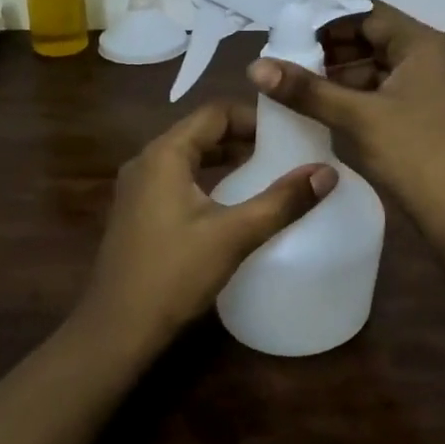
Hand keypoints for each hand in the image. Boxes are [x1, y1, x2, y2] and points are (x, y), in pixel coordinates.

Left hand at [74, 101, 335, 351]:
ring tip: (266, 172)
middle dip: (243, 137)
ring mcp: (137, 188)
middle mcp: (146, 161)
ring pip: (189, 156)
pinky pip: (177, 179)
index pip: (215, 113)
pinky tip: (232, 201)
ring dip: (225, 158)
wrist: (116, 330)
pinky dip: (207, 178)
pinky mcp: (137, 212)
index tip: (290, 132)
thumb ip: (282, 201)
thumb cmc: (174, 274)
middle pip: (201, 131)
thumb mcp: (234, 235)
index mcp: (165, 154)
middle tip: (285, 151)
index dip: (254, 117)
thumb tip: (328, 172)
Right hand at [247, 1, 444, 232]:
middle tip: (290, 67)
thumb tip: (255, 66)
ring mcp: (437, 88)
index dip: (328, 23)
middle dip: (333, 51)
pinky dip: (362, 97)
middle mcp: (434, 58)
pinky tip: (332, 113)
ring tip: (302, 91)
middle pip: (376, 39)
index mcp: (423, 44)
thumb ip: (307, 90)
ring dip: (345, 76)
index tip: (290, 40)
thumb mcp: (358, 118)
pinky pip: (391, 92)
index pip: (368, 14)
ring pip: (382, 68)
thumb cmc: (417, 155)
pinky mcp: (434, 116)